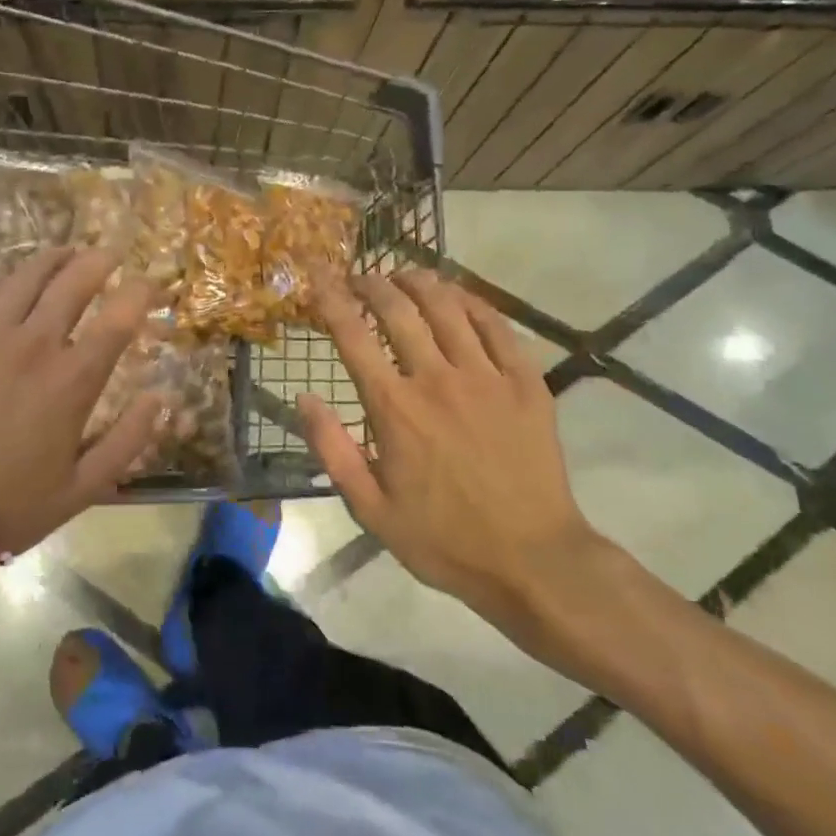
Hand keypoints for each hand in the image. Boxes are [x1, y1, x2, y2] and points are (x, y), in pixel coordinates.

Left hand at [0, 249, 160, 558]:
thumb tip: (162, 398)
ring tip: (64, 251)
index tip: (152, 283)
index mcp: (73, 379)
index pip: (119, 317)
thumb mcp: (84, 488)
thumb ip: (129, 439)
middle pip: (73, 281)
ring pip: (24, 277)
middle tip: (110, 253)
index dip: (141, 292)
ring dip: (50, 259)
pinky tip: (3, 285)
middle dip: (98, 260)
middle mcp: (34, 343)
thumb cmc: (9, 504)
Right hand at [298, 270, 606, 645]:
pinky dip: (472, 301)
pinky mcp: (526, 382)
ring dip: (419, 283)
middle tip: (359, 277)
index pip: (352, 336)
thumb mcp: (370, 508)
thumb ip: (333, 449)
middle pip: (398, 310)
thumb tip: (303, 398)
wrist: (532, 560)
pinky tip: (458, 295)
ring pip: (447, 307)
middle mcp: (437, 379)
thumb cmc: (443, 538)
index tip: (318, 279)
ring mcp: (487, 376)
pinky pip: (497, 325)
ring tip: (403, 275)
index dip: (330, 301)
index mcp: (395, 409)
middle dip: (372, 283)